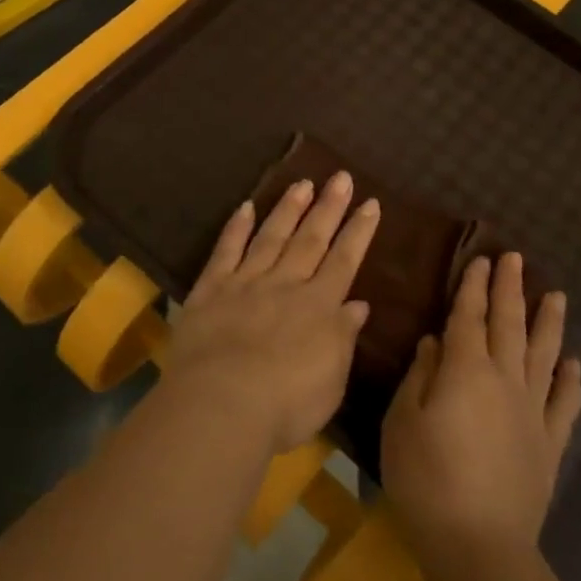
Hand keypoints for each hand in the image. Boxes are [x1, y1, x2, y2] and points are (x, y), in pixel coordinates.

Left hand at [167, 172, 380, 453]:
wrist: (222, 404)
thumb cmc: (286, 404)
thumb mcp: (332, 379)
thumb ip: (343, 337)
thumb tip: (358, 304)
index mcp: (319, 307)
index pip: (344, 260)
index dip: (358, 231)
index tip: (370, 202)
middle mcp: (285, 285)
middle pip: (311, 239)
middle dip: (328, 208)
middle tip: (340, 176)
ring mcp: (246, 283)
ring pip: (271, 237)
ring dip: (288, 209)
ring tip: (302, 183)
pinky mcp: (210, 290)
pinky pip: (225, 252)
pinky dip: (236, 229)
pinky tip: (245, 207)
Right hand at [382, 253, 580, 565]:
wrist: (479, 544)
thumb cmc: (426, 479)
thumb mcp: (403, 422)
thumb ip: (420, 376)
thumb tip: (435, 341)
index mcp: (465, 371)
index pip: (469, 318)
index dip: (474, 288)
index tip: (481, 260)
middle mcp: (505, 381)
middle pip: (509, 325)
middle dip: (510, 289)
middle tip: (515, 259)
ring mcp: (533, 411)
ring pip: (544, 355)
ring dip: (548, 322)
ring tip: (556, 295)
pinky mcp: (549, 444)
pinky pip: (565, 403)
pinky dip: (571, 379)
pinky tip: (574, 363)